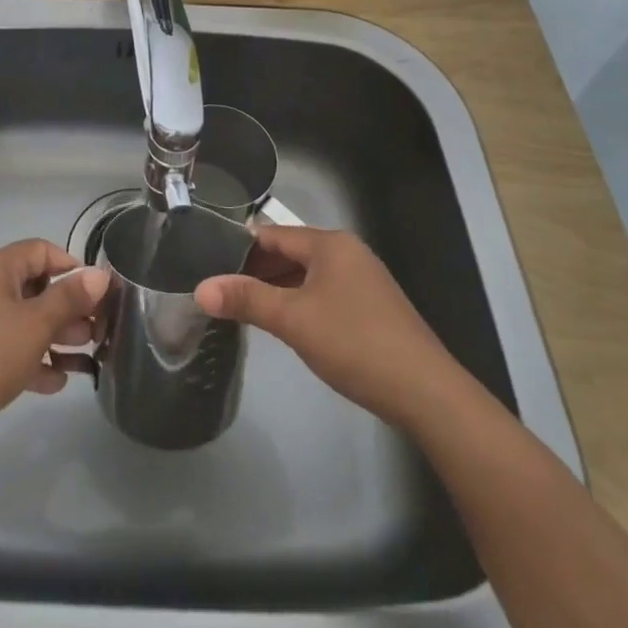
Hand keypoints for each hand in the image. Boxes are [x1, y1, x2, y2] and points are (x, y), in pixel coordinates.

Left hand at [0, 239, 108, 464]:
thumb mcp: (35, 325)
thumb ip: (69, 298)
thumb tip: (100, 274)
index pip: (41, 250)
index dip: (72, 267)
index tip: (97, 294)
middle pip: (34, 287)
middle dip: (67, 309)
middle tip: (95, 332)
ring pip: (22, 321)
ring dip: (53, 337)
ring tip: (84, 360)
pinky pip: (7, 348)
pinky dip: (31, 359)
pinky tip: (56, 383)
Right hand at [195, 225, 452, 422]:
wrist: (426, 392)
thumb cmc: (354, 343)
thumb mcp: (292, 320)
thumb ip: (246, 300)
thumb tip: (200, 288)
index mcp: (330, 244)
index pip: (272, 234)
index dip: (239, 247)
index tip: (209, 264)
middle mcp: (348, 252)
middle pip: (290, 253)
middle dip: (257, 270)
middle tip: (222, 290)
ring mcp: (364, 280)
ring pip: (308, 275)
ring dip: (278, 288)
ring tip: (246, 308)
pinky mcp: (373, 307)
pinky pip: (325, 293)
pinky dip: (301, 302)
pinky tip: (288, 325)